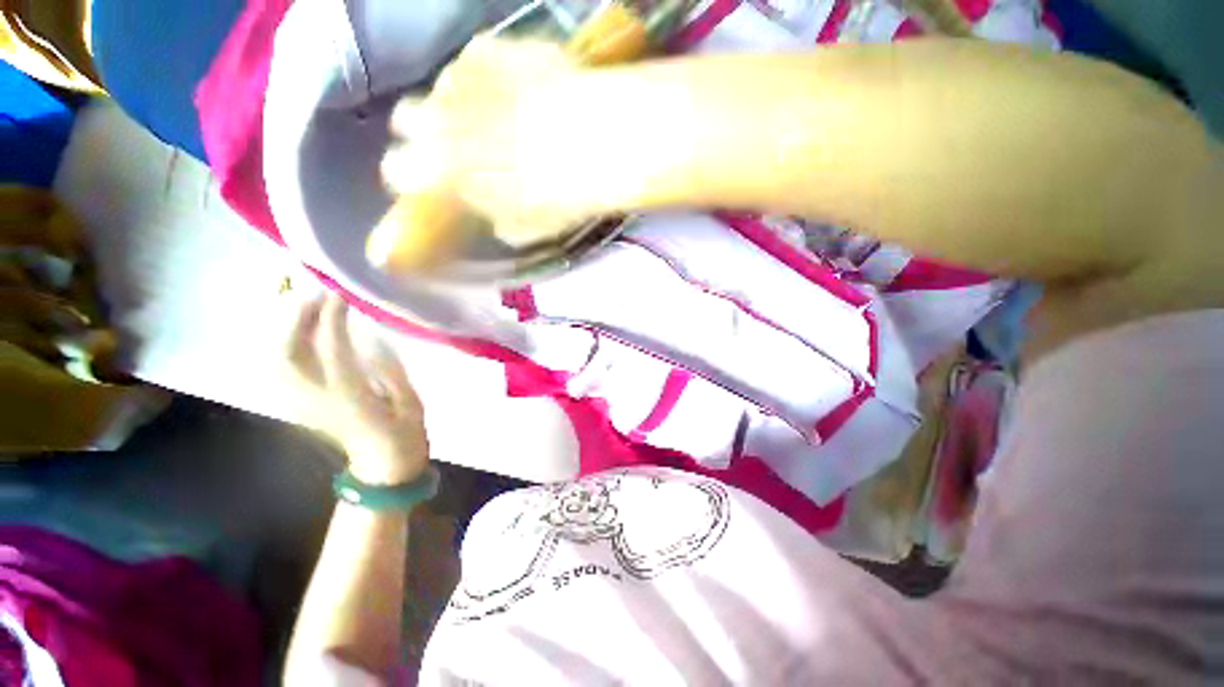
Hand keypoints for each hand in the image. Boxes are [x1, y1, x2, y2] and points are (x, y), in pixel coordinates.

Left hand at [287, 295, 428, 484]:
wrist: (382, 465)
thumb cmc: (404, 432)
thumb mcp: (411, 401)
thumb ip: (390, 370)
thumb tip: (370, 337)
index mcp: (352, 398)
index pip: (331, 349)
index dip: (332, 318)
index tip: (341, 294)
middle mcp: (316, 399)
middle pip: (288, 354)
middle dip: (296, 318)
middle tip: (313, 293)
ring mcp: (301, 404)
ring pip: (275, 360)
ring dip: (284, 329)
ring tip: (304, 305)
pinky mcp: (297, 406)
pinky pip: (277, 369)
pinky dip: (280, 345)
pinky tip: (295, 332)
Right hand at [379, 36, 645, 245]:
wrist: (598, 143)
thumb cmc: (564, 195)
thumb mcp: (533, 227)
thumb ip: (502, 221)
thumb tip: (495, 218)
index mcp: (450, 170)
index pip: (403, 170)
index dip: (406, 172)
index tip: (415, 175)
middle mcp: (445, 119)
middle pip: (408, 117)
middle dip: (419, 128)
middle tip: (441, 135)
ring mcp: (468, 79)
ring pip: (442, 87)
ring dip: (455, 100)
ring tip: (485, 109)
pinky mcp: (495, 48)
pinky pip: (475, 58)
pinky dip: (485, 72)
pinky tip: (508, 83)